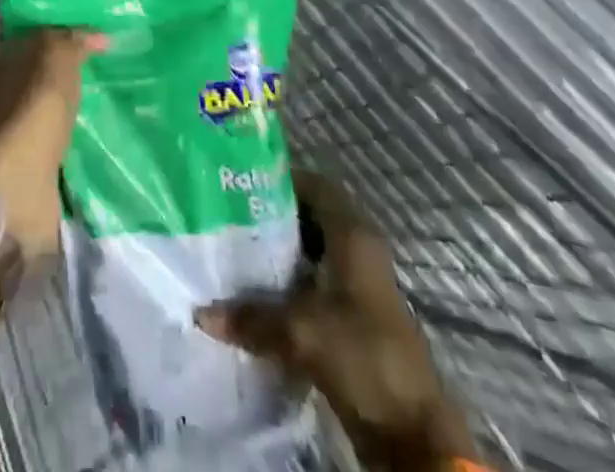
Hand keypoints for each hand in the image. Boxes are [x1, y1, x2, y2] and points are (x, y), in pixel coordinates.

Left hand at [0, 29, 101, 258]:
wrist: (17, 182)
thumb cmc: (34, 107)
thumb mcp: (57, 56)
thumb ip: (75, 41)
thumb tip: (99, 37)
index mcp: (5, 61)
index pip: (39, 39)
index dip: (67, 36)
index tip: (101, 40)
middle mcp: (5, 94)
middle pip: (43, 75)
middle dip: (70, 74)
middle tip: (111, 71)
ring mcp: (16, 134)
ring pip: (50, 111)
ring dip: (73, 110)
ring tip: (111, 106)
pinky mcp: (31, 167)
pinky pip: (59, 144)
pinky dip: (75, 141)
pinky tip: (98, 139)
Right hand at [196, 173, 473, 469]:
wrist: (413, 435)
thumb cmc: (363, 357)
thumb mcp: (302, 332)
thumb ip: (252, 317)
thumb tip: (201, 312)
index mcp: (353, 235)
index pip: (316, 185)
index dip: (281, 179)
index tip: (242, 182)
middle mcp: (360, 251)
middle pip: (312, 217)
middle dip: (274, 216)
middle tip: (231, 215)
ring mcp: (361, 287)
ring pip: (314, 252)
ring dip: (282, 252)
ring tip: (237, 252)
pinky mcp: (357, 319)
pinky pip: (317, 284)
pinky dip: (291, 283)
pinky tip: (260, 294)